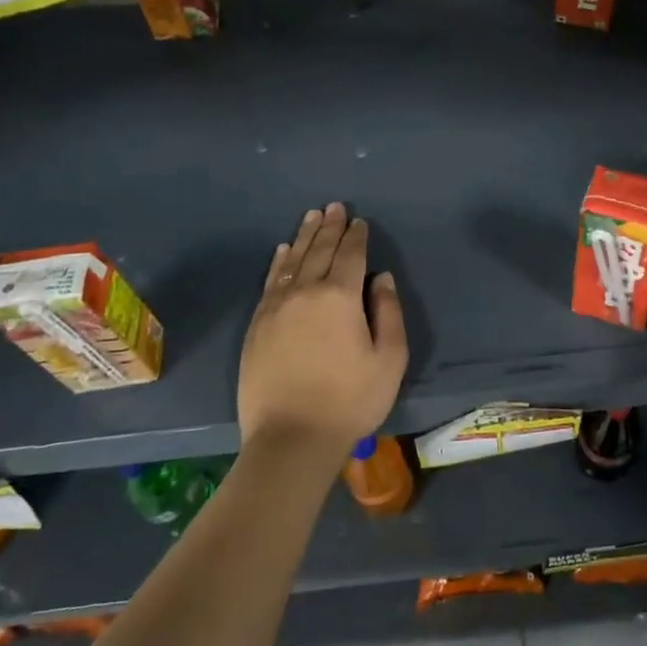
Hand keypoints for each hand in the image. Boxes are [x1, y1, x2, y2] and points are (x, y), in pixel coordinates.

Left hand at [237, 203, 407, 458]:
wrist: (291, 438)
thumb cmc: (350, 400)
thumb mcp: (389, 359)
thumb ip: (388, 312)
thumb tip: (381, 278)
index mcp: (340, 297)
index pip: (350, 255)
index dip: (357, 236)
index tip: (359, 221)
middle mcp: (305, 292)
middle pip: (319, 250)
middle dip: (329, 227)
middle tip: (334, 207)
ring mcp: (276, 308)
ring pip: (292, 260)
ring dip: (303, 236)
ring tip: (311, 217)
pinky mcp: (257, 325)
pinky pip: (270, 282)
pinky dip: (278, 262)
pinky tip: (282, 251)